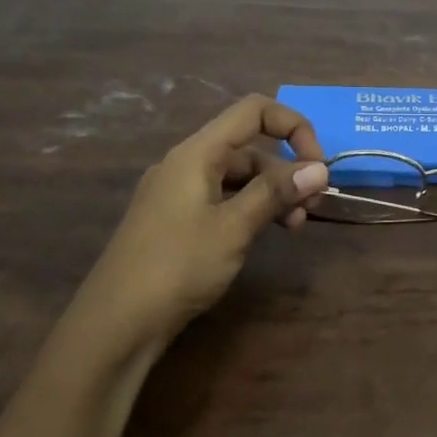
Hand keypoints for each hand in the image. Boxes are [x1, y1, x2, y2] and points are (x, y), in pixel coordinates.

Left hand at [71, 96, 328, 353]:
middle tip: (313, 207)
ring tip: (296, 226)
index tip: (317, 165)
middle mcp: (186, 164)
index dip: (292, 126)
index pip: (253, 111)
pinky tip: (265, 234)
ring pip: (238, 177)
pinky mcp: (175, 221)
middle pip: (249, 147)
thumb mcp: (234, 227)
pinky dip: (250, 209)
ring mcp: (178, 193)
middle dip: (287, 170)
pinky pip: (222, 199)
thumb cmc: (177, 266)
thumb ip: (275, 192)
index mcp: (197, 153)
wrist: (116, 324)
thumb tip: (320, 169)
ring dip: (272, 193)